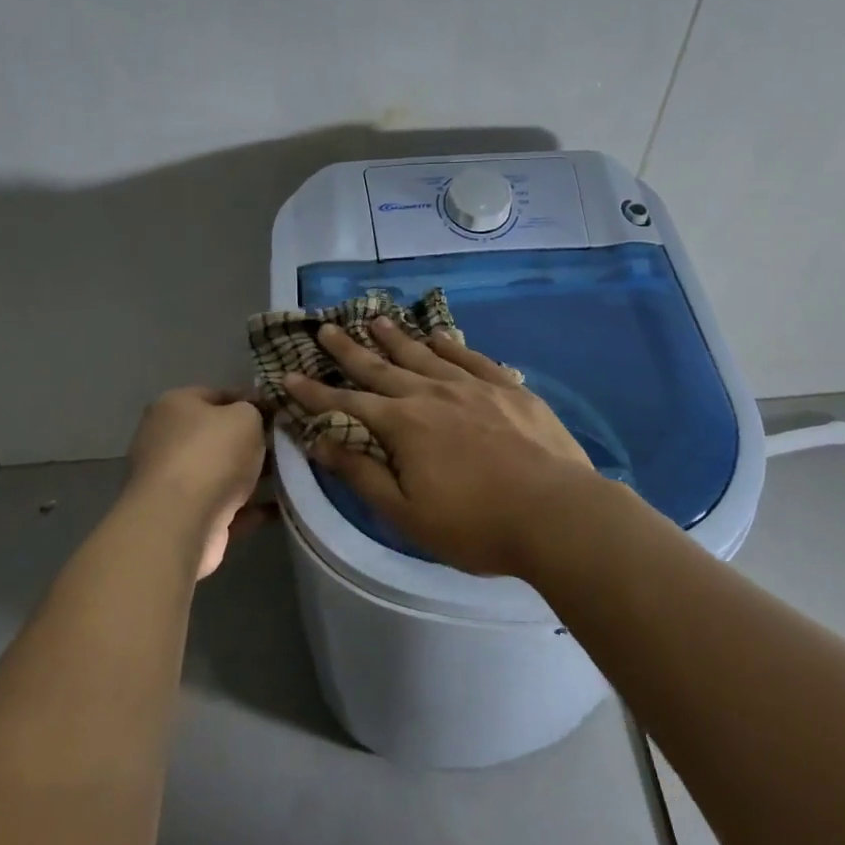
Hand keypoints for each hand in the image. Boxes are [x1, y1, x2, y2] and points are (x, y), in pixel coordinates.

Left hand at [125, 387, 268, 577]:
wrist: (179, 524)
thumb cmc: (211, 455)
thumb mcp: (245, 417)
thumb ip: (254, 411)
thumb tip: (256, 417)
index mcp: (174, 407)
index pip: (218, 395)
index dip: (251, 401)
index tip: (280, 412)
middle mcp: (167, 441)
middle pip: (218, 436)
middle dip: (252, 441)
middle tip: (286, 444)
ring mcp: (173, 482)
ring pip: (222, 473)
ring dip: (253, 476)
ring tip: (292, 474)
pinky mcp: (184, 517)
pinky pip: (225, 506)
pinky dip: (250, 507)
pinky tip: (282, 507)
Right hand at [283, 318, 599, 576]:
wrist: (556, 512)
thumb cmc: (476, 524)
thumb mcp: (406, 512)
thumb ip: (362, 473)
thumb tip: (319, 441)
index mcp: (403, 425)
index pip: (346, 405)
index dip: (314, 394)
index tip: (288, 376)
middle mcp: (432, 393)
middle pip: (382, 368)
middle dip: (350, 350)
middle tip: (327, 328)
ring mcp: (472, 386)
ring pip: (423, 354)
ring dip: (396, 338)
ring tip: (375, 320)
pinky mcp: (507, 387)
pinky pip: (470, 356)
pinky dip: (449, 344)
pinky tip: (437, 335)